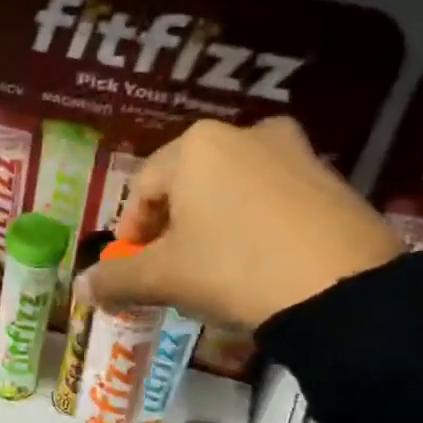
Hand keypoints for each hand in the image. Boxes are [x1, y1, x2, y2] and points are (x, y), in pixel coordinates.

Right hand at [85, 118, 400, 329]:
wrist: (341, 288)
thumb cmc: (233, 268)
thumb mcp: (164, 278)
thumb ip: (116, 279)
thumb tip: (80, 288)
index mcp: (196, 146)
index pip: (143, 187)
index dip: (130, 230)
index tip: (131, 266)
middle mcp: (244, 133)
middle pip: (187, 184)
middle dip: (171, 226)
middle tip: (170, 267)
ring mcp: (294, 151)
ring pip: (231, 189)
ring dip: (211, 224)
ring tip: (213, 268)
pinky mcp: (330, 178)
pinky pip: (272, 198)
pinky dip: (254, 224)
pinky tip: (257, 263)